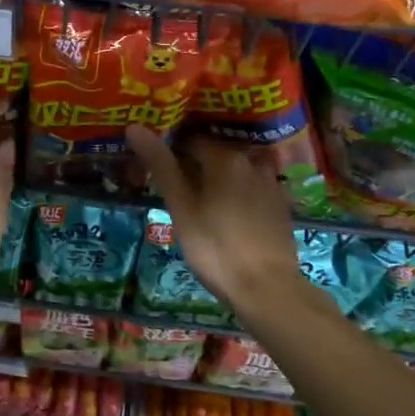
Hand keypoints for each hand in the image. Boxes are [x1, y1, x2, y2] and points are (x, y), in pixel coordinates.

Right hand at [127, 126, 307, 319]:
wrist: (267, 288)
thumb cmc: (215, 247)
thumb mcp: (180, 207)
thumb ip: (160, 165)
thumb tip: (135, 127)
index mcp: (224, 157)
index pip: (189, 140)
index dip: (169, 151)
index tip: (155, 168)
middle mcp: (250, 161)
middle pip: (214, 154)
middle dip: (193, 165)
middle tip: (174, 188)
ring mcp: (269, 183)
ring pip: (234, 172)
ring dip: (216, 179)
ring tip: (198, 199)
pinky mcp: (279, 205)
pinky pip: (250, 188)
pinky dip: (235, 193)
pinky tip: (225, 213)